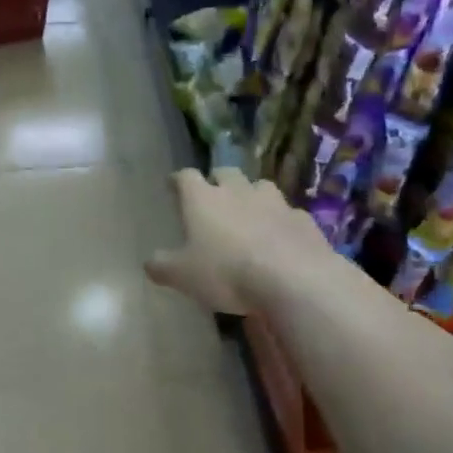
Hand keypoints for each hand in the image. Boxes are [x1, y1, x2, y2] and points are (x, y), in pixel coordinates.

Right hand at [144, 167, 330, 315]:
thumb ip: (162, 266)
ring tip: (249, 211)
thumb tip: (149, 263)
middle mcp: (238, 191)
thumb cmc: (226, 273)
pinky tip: (280, 237)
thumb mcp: (182, 276)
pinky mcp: (302, 219)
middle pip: (226, 173)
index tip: (173, 184)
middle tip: (213, 194)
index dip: (178, 180)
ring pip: (260, 187)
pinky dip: (280, 220)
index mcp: (203, 199)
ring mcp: (274, 202)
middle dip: (217, 180)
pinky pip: (287, 213)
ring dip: (252, 194)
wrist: (294, 280)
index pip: (186, 177)